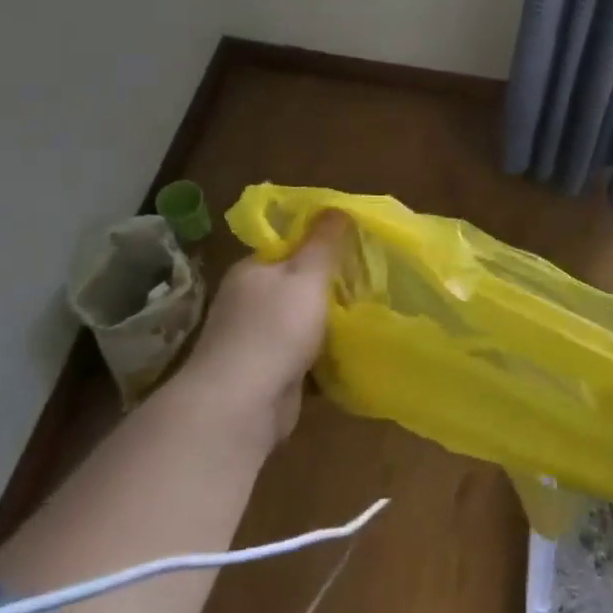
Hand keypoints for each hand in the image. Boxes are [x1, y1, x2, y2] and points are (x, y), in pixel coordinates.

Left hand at [178, 212, 350, 442]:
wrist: (242, 405)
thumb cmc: (275, 329)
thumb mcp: (306, 275)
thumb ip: (323, 242)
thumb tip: (336, 206)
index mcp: (252, 270)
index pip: (287, 246)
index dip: (320, 244)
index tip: (355, 246)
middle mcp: (249, 301)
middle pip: (297, 284)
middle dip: (330, 286)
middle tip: (370, 281)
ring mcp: (256, 339)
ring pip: (302, 321)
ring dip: (329, 322)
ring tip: (368, 314)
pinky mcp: (268, 373)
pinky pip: (303, 354)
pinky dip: (324, 354)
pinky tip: (352, 351)